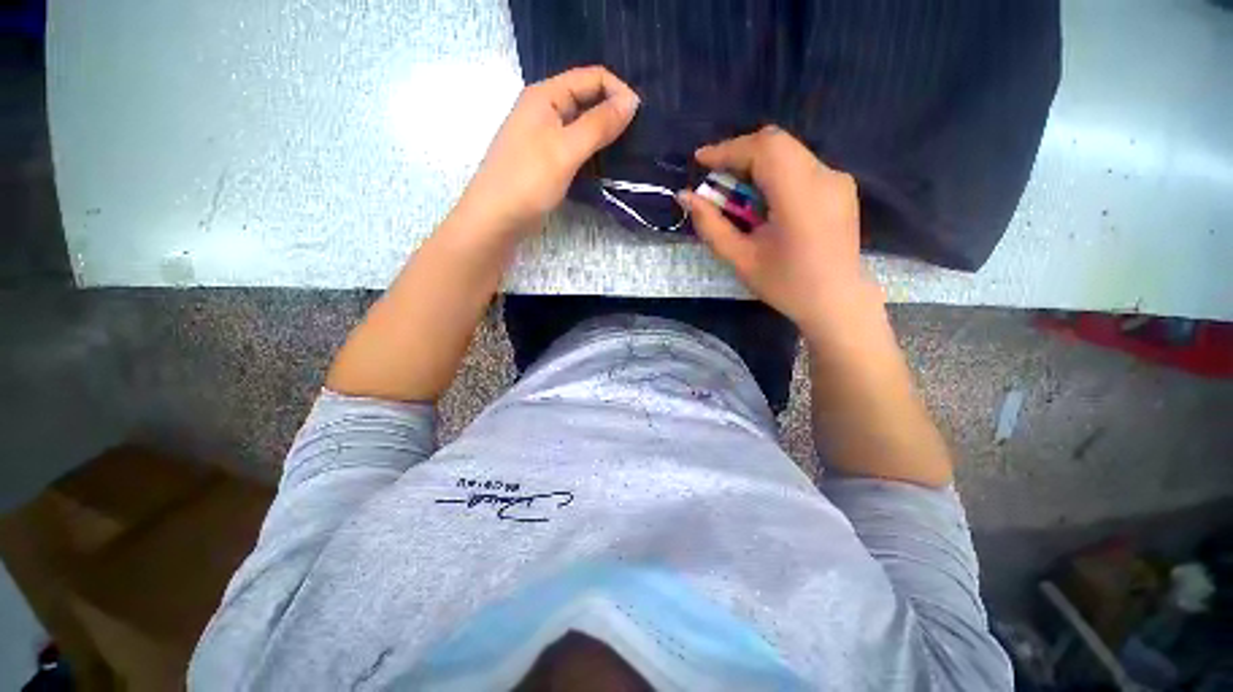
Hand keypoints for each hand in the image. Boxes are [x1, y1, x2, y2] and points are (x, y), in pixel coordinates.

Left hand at [454, 66, 639, 239]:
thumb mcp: (566, 149)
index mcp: (545, 95)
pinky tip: (605, 166)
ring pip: (581, 126)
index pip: (592, 77)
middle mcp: (544, 109)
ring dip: (604, 135)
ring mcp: (543, 136)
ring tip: (626, 153)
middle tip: (637, 139)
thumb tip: (632, 101)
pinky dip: (591, 152)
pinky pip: (574, 146)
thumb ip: (599, 124)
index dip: (618, 92)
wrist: (496, 218)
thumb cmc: (528, 180)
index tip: (640, 120)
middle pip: (586, 99)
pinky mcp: (546, 159)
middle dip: (612, 113)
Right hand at [680, 126, 880, 337]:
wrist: (836, 301)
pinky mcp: (840, 186)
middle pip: (776, 144)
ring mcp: (837, 179)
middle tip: (716, 179)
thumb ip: (711, 225)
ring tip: (737, 193)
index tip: (700, 160)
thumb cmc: (786, 285)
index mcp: (800, 197)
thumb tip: (685, 196)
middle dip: (739, 155)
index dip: (728, 149)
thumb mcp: (741, 259)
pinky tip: (764, 201)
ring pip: (788, 152)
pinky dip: (774, 173)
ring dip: (756, 164)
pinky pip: (800, 165)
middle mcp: (824, 177)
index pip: (764, 149)